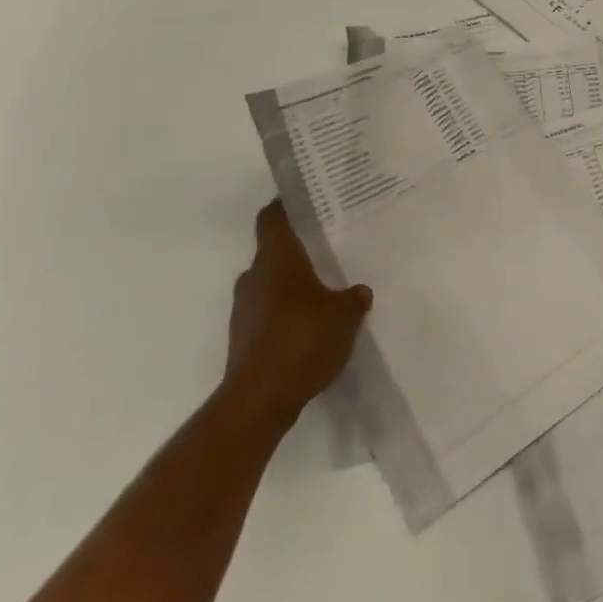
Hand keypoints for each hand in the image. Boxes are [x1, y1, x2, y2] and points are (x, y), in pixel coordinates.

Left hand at [223, 202, 371, 415]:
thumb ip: (353, 298)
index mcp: (276, 259)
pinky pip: (267, 313)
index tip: (307, 200)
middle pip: (273, 250)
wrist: (258, 401)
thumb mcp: (344, 316)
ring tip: (325, 289)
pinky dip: (286, 313)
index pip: (273, 217)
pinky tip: (311, 326)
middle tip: (329, 246)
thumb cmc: (302, 340)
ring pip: (270, 283)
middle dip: (298, 249)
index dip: (286, 205)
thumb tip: (359, 291)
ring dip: (292, 284)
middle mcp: (254, 277)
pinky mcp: (243, 338)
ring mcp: (244, 309)